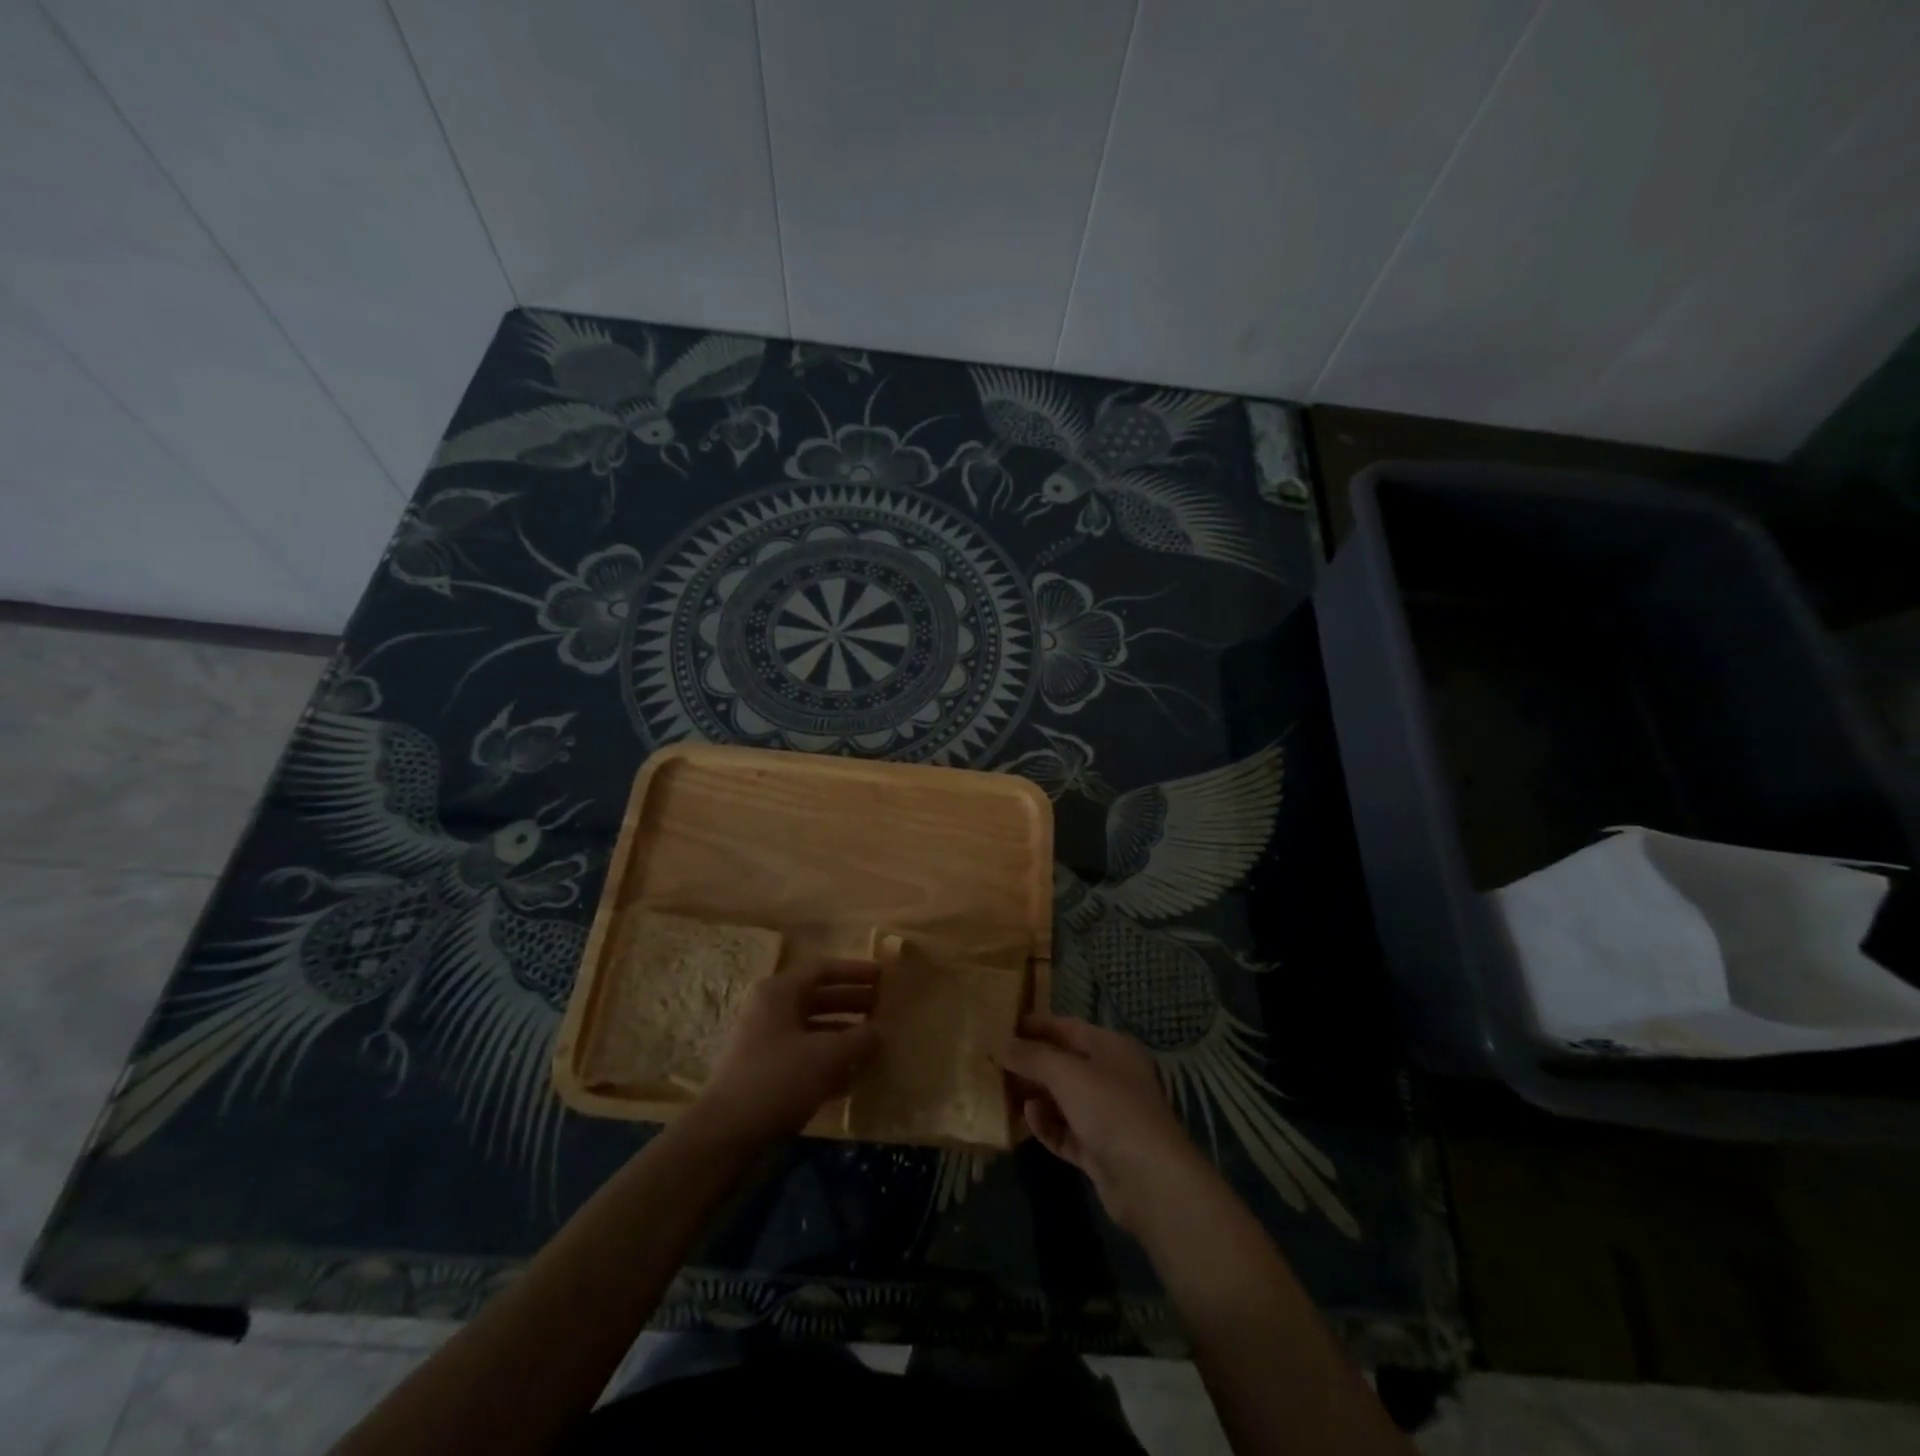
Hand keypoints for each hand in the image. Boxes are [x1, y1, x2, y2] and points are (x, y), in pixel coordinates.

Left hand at [697, 958, 878, 1143]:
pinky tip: (853, 1077)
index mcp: (779, 992)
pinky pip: (804, 1056)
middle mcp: (770, 1010)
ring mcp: (765, 1043)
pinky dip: (828, 1061)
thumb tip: (882, 1030)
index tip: (882, 977)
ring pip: (812, 1029)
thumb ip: (860, 1038)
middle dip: (852, 1003)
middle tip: (883, 1008)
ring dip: (843, 1034)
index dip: (855, 972)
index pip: (822, 970)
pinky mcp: (765, 1073)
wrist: (726, 1134)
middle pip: (818, 998)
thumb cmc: (778, 1079)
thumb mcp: (827, 1055)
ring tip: (874, 1042)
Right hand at [1000, 1013, 1205, 1234]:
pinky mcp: (1099, 1150)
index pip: (1067, 1027)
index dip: (1036, 1025)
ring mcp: (1106, 1115)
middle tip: (994, 1061)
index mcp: (1110, 1048)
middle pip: (1064, 1063)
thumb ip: (1033, 1056)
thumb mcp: (1067, 1073)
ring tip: (1003, 1091)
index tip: (1002, 1025)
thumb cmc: (1110, 1108)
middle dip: (1031, 1063)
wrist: (1149, 1180)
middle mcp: (1110, 1077)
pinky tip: (1028, 1119)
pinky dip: (1047, 1125)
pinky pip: (1065, 1131)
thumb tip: (1003, 1044)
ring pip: (1062, 1099)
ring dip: (1035, 1095)